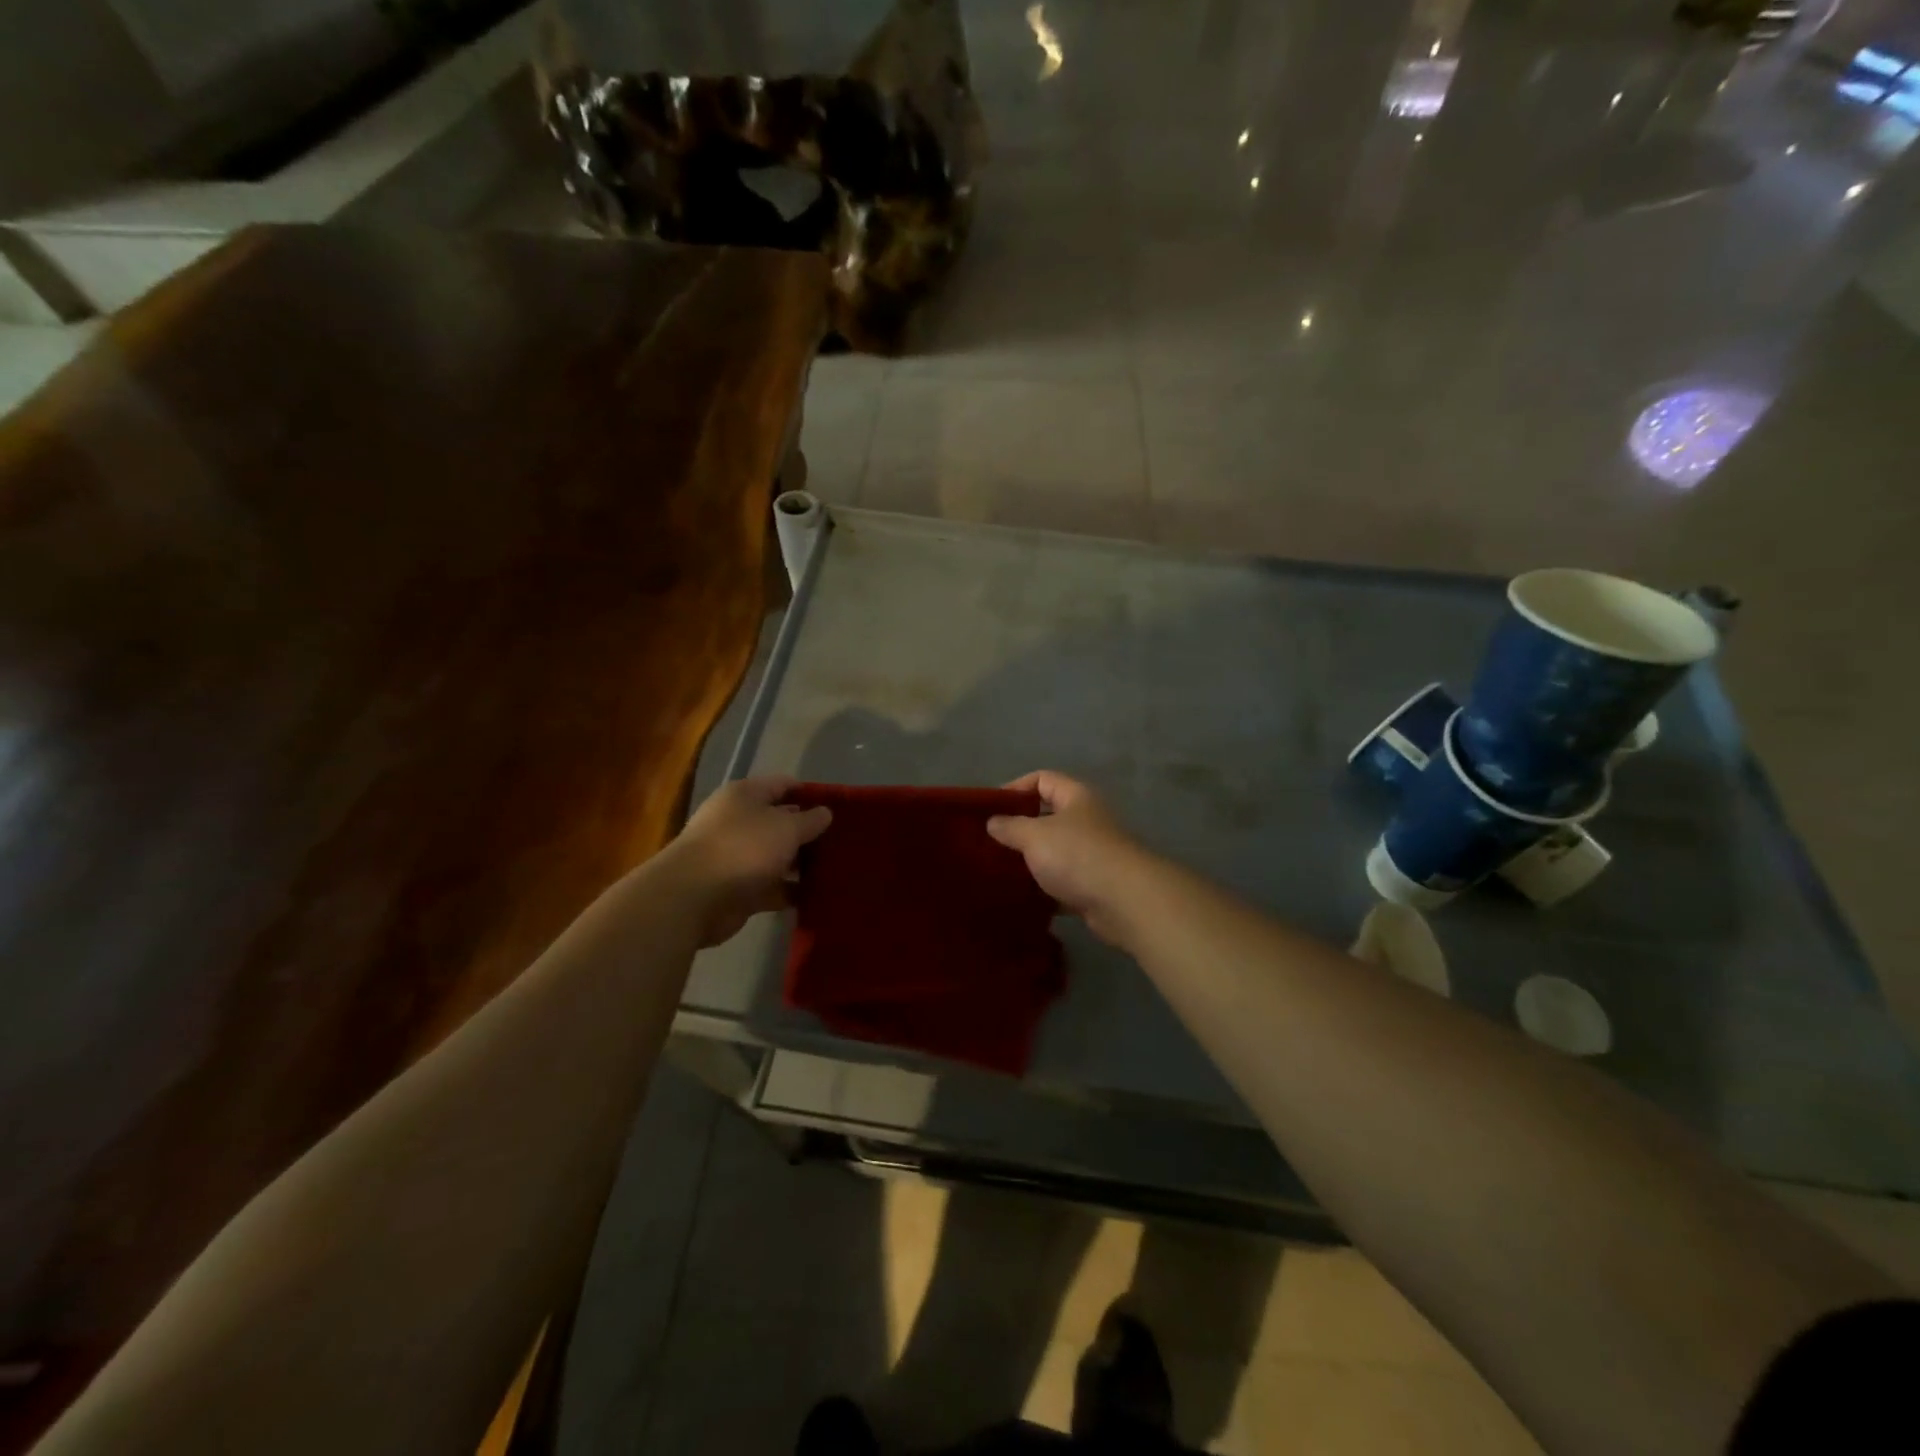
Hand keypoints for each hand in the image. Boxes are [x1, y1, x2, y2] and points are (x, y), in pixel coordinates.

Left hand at [662, 777, 831, 946]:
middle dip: (809, 832)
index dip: (811, 794)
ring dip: (802, 863)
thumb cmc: (743, 848)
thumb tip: (825, 812)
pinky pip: (772, 886)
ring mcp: (737, 857)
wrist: (694, 898)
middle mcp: (738, 821)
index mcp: (745, 795)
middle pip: (781, 822)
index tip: (840, 807)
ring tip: (838, 869)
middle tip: (843, 841)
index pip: (783, 785)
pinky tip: (818, 895)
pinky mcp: (738, 889)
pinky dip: (791, 890)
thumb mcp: (786, 827)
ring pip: (778, 856)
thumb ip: (810, 820)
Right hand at [986, 772, 1154, 945]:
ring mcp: (1092, 855)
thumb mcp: (1035, 835)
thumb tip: (993, 822)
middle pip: (1048, 816)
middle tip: (989, 842)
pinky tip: (1021, 897)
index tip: (990, 808)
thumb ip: (1010, 826)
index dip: (1015, 788)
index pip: (1043, 779)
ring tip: (999, 870)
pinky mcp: (1094, 886)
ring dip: (1031, 861)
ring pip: (1054, 852)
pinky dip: (1044, 889)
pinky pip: (1062, 883)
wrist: (1125, 902)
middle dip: (1019, 828)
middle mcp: (1087, 821)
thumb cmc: (1077, 855)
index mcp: (1076, 797)